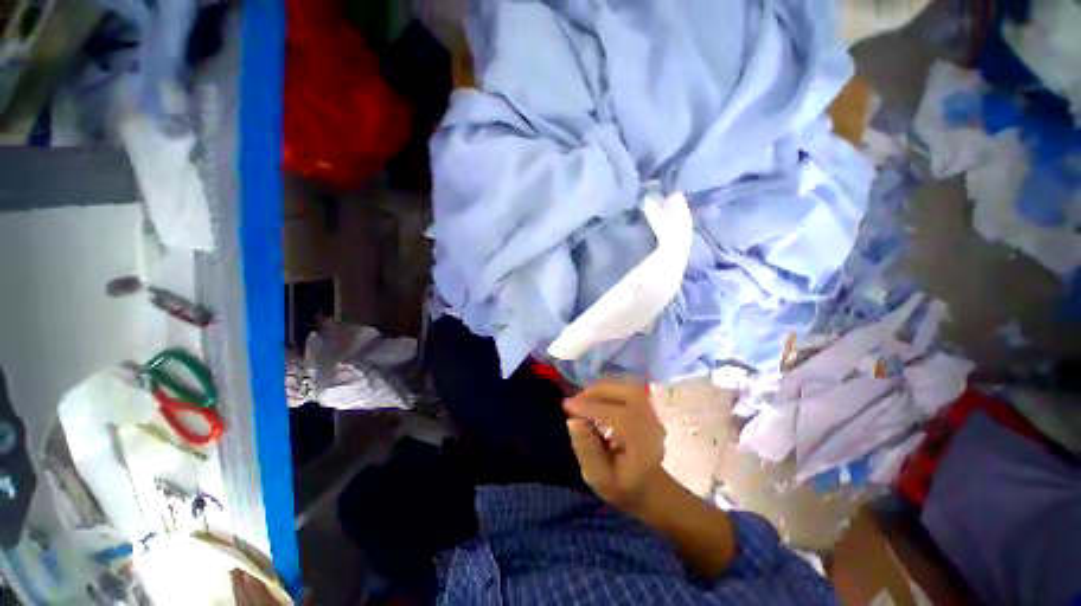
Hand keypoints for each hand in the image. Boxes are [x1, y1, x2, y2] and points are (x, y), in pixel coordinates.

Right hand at [564, 381, 665, 513]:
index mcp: (644, 445)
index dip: (590, 408)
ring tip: (583, 401)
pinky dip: (608, 391)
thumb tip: (573, 420)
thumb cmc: (623, 487)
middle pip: (627, 393)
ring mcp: (652, 413)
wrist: (649, 487)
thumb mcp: (599, 478)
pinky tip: (595, 402)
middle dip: (597, 392)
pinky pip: (626, 391)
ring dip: (602, 390)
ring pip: (626, 388)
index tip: (567, 407)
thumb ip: (586, 450)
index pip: (617, 417)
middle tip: (575, 401)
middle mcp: (652, 424)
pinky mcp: (647, 407)